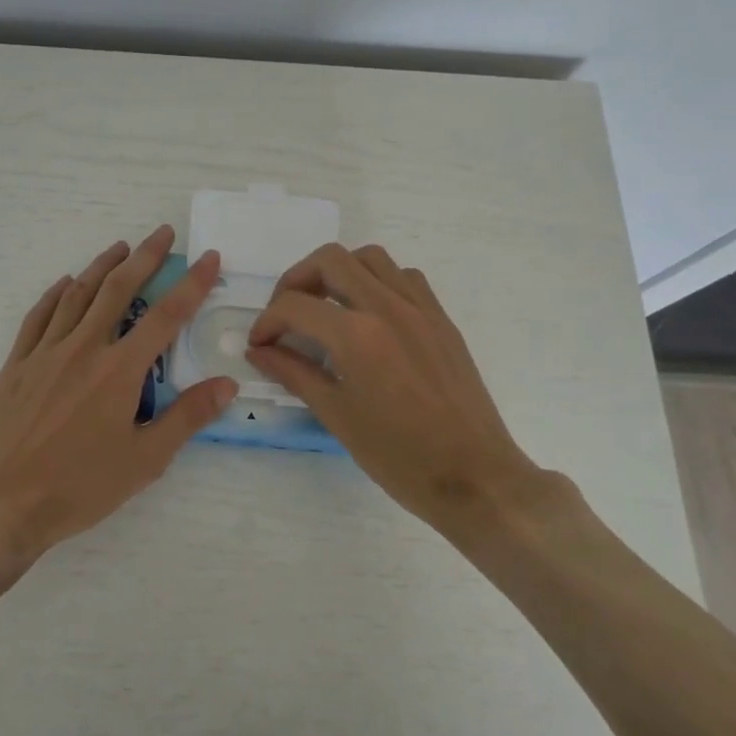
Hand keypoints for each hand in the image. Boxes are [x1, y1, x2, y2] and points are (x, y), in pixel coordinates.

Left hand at [0, 226, 238, 594]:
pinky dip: (55, 294)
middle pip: (118, 289)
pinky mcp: (16, 365)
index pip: (166, 316)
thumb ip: (187, 417)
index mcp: (119, 370)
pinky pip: (38, 317)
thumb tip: (227, 384)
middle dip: (145, 257)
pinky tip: (65, 284)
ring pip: (77, 295)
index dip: (192, 284)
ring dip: (102, 266)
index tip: (209, 258)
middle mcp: (83, 348)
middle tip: (163, 233)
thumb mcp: (144, 461)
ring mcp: (45, 353)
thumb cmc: (77, 488)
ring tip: (120, 247)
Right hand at [244, 243, 549, 535]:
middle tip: (286, 313)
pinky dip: (377, 281)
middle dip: (296, 280)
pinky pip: (404, 277)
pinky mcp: (441, 319)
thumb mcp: (336, 415)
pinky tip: (369, 314)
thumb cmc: (399, 456)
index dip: (267, 322)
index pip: (294, 305)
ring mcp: (420, 308)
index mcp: (357, 335)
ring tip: (325, 306)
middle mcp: (387, 307)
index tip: (260, 345)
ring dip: (338, 271)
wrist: (475, 477)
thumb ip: (294, 373)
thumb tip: (260, 351)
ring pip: (370, 257)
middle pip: (330, 259)